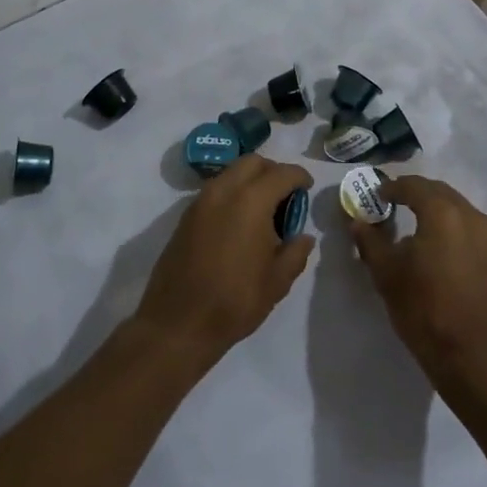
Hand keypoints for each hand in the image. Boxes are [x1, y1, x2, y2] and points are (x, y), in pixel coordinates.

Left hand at [133, 154, 314, 366]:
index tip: (308, 187)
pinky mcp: (185, 216)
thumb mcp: (277, 281)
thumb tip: (304, 237)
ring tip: (263, 210)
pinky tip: (238, 223)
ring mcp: (200, 202)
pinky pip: (215, 190)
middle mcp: (224, 191)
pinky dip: (232, 193)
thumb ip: (296, 253)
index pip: (282, 173)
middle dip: (273, 171)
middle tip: (286, 196)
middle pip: (253, 162)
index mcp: (251, 201)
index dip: (299, 177)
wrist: (178, 324)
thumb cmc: (234, 301)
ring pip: (231, 173)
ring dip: (250, 181)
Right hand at [350, 175, 486, 389]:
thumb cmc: (424, 310)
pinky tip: (453, 260)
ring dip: (444, 216)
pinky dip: (464, 239)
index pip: (415, 186)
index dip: (394, 187)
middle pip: (443, 194)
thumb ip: (370, 241)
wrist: (474, 358)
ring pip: (465, 215)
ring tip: (428, 233)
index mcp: (442, 213)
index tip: (380, 195)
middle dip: (421, 195)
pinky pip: (482, 239)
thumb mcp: (386, 274)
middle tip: (401, 205)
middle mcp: (473, 217)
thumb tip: (358, 222)